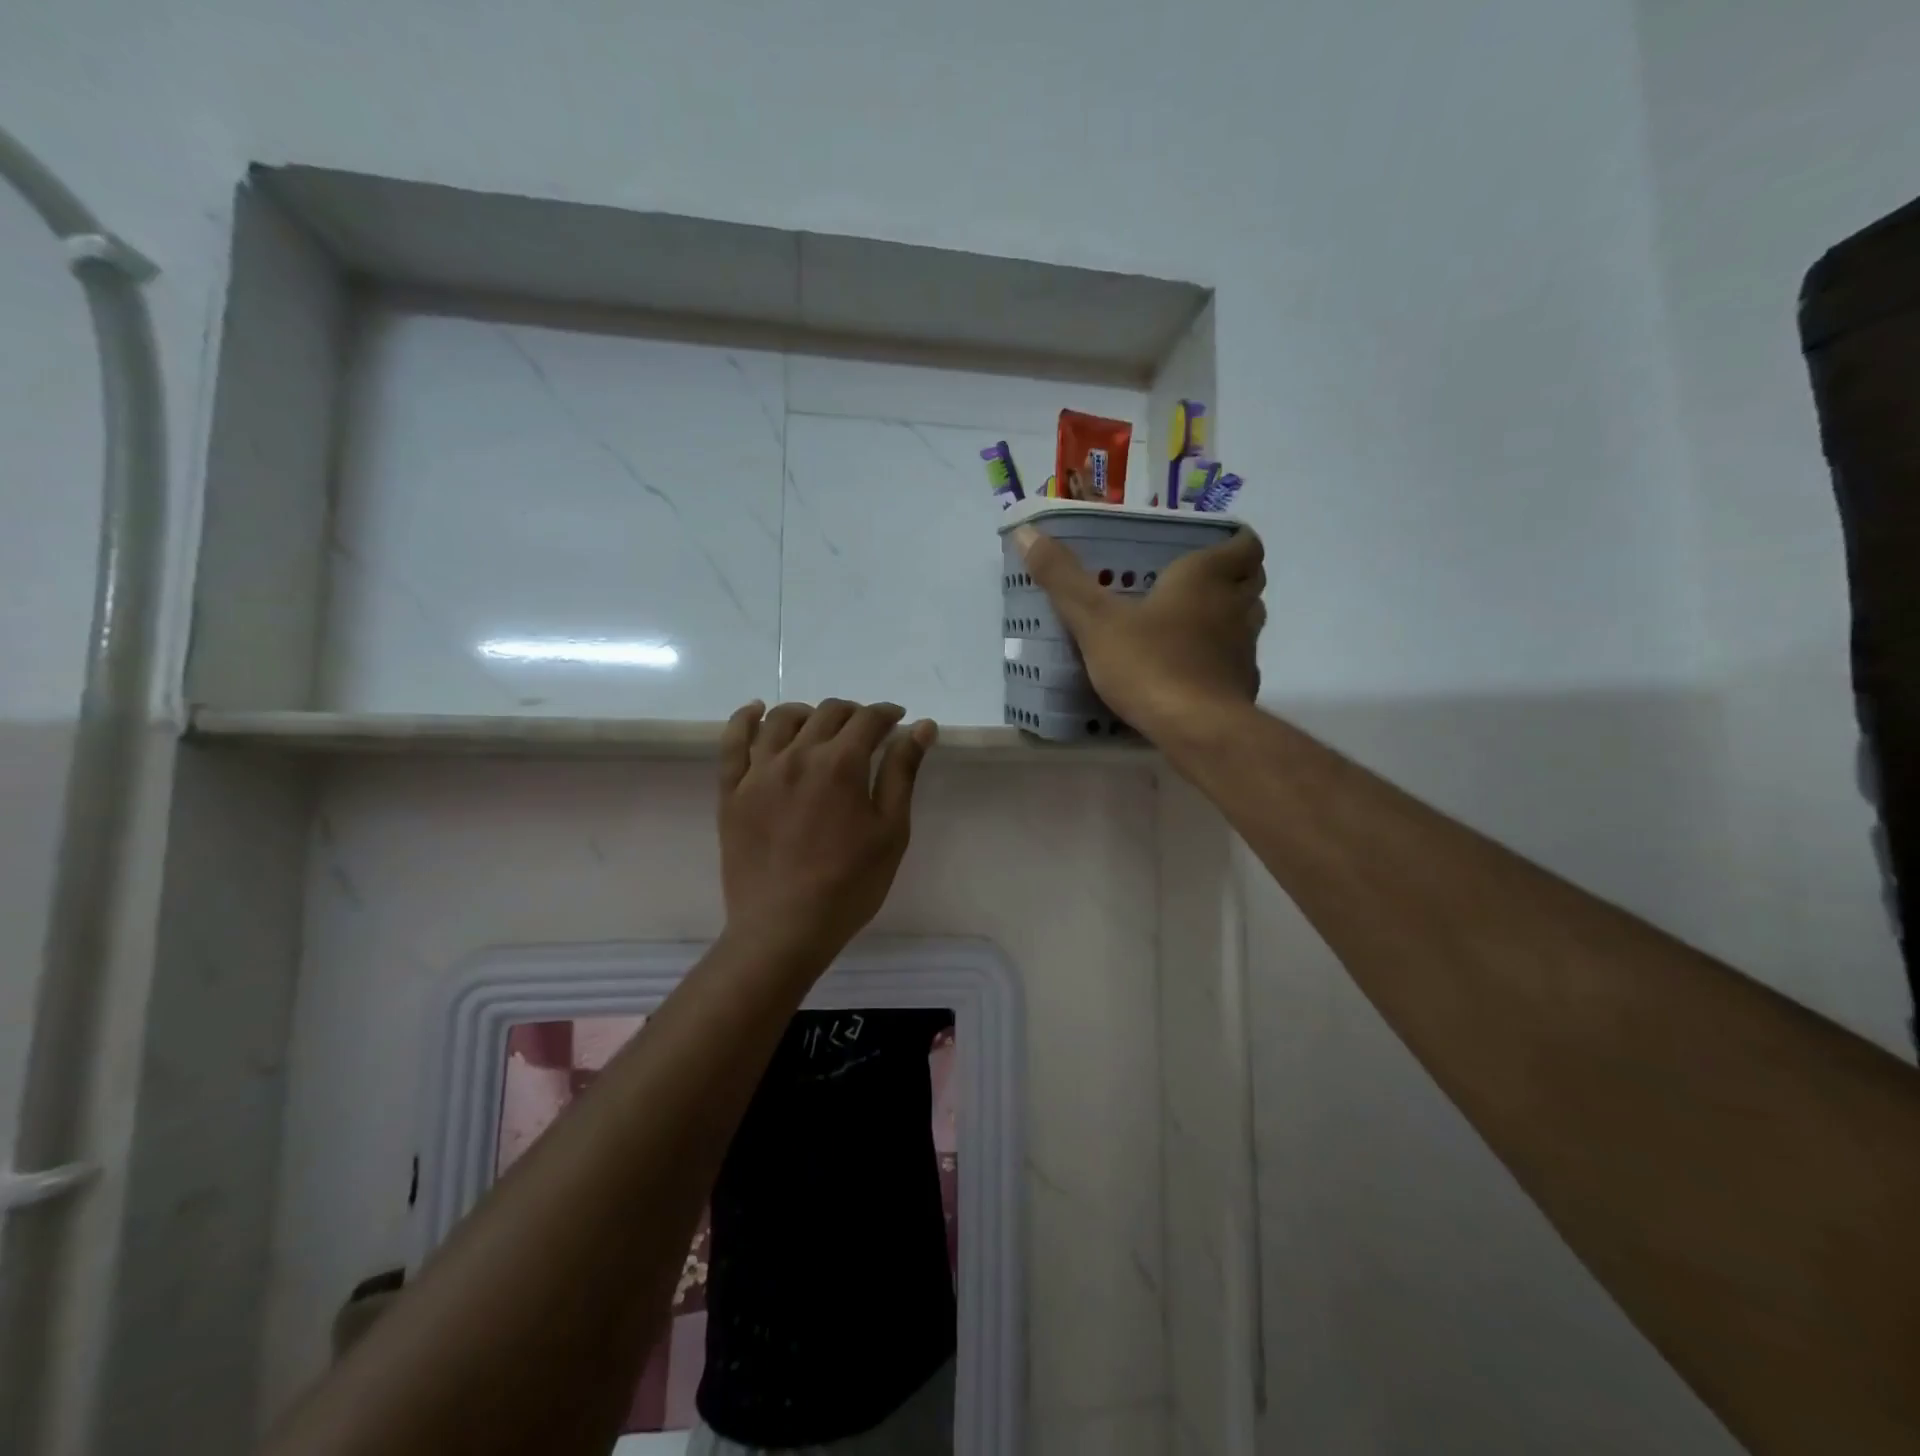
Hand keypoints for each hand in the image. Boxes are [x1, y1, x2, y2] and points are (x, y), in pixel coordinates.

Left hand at [717, 699, 936, 965]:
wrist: (784, 929)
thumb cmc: (849, 885)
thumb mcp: (890, 831)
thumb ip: (902, 772)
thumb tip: (920, 727)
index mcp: (841, 764)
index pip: (868, 719)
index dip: (887, 714)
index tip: (898, 721)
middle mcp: (798, 755)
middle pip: (828, 714)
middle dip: (854, 714)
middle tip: (866, 732)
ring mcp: (759, 771)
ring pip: (782, 719)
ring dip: (809, 713)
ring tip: (821, 726)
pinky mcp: (732, 791)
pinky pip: (732, 742)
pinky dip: (744, 719)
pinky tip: (756, 711)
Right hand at [1015, 524, 1265, 741]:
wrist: (1197, 730)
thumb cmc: (1149, 663)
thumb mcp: (1095, 620)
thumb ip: (1062, 578)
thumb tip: (1026, 532)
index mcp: (1207, 577)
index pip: (1244, 544)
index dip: (1233, 540)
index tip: (1209, 545)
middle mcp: (1236, 606)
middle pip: (1250, 580)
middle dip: (1229, 576)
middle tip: (1191, 581)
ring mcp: (1245, 648)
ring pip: (1246, 620)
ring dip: (1225, 616)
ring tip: (1187, 623)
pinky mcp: (1243, 686)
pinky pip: (1235, 661)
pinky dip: (1219, 658)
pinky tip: (1190, 670)